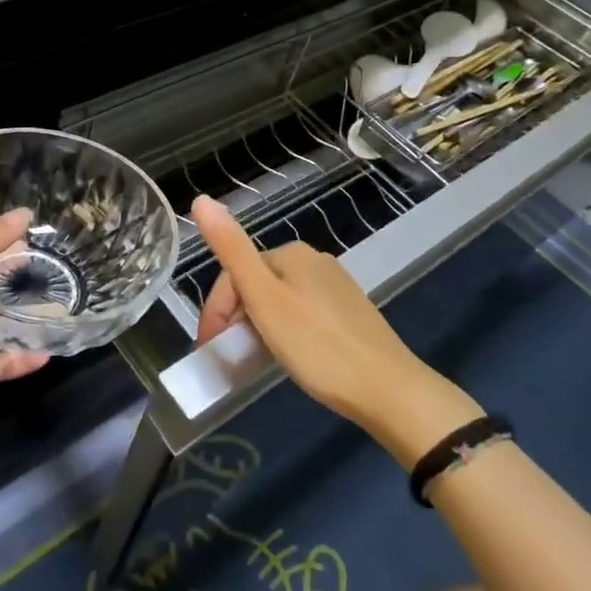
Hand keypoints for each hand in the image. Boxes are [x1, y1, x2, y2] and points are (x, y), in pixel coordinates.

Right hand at [191, 195, 479, 455]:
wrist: (389, 390)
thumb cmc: (318, 346)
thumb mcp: (265, 300)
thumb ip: (232, 250)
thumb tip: (201, 200)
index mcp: (291, 253)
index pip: (235, 273)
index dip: (215, 310)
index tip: (209, 348)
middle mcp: (314, 261)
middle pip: (256, 284)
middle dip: (235, 318)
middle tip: (229, 357)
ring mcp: (335, 286)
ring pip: (278, 300)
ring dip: (257, 327)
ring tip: (254, 361)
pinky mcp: (349, 313)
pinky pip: (301, 314)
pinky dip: (283, 332)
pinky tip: (289, 357)